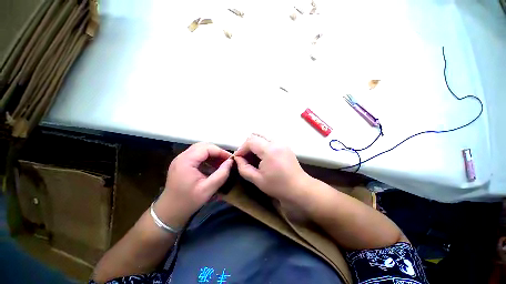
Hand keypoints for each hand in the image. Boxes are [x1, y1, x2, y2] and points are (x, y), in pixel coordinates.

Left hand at [155, 142, 232, 227]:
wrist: (169, 212)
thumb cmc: (188, 201)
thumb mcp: (208, 189)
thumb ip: (221, 174)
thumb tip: (230, 162)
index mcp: (186, 161)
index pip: (207, 148)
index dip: (220, 151)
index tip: (230, 159)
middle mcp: (182, 157)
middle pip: (203, 146)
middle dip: (217, 151)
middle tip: (226, 160)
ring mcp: (180, 159)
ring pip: (200, 149)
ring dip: (212, 154)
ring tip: (221, 163)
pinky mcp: (182, 163)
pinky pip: (197, 155)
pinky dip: (207, 158)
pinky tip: (213, 166)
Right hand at [234, 134, 310, 203]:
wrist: (299, 188)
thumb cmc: (278, 186)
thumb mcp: (257, 179)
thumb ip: (244, 168)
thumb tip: (237, 159)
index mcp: (269, 150)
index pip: (250, 141)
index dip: (241, 148)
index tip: (238, 158)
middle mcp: (276, 142)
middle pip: (256, 135)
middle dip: (247, 144)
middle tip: (245, 156)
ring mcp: (282, 143)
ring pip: (263, 136)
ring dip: (255, 144)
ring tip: (253, 156)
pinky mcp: (285, 146)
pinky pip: (270, 140)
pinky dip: (262, 145)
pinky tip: (263, 156)